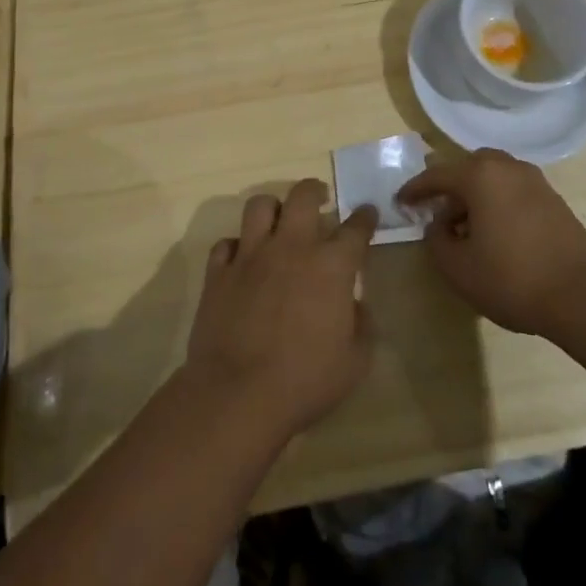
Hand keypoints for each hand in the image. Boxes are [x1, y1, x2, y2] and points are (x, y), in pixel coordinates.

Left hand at [185, 179, 378, 440]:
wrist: (238, 394)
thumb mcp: (355, 362)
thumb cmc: (305, 381)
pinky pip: (225, 243)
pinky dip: (235, 247)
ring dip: (272, 208)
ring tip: (278, 220)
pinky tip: (242, 259)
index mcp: (330, 266)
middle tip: (320, 198)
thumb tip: (357, 306)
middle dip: (314, 190)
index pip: (355, 228)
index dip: (365, 218)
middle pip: (302, 196)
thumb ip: (363, 326)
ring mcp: (250, 256)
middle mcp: (291, 247)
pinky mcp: (218, 273)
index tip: (367, 213)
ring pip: (259, 206)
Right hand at [398, 149, 585, 335]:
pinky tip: (494, 233)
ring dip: (474, 196)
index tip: (400, 201)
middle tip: (435, 211)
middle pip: (468, 168)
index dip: (415, 189)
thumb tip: (439, 224)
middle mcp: (507, 167)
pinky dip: (496, 202)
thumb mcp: (458, 267)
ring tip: (465, 228)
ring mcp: (535, 181)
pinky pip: (513, 190)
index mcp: (480, 175)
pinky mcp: (553, 200)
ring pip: (493, 177)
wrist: (583, 295)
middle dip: (448, 187)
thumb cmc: (512, 278)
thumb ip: (436, 240)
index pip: (437, 175)